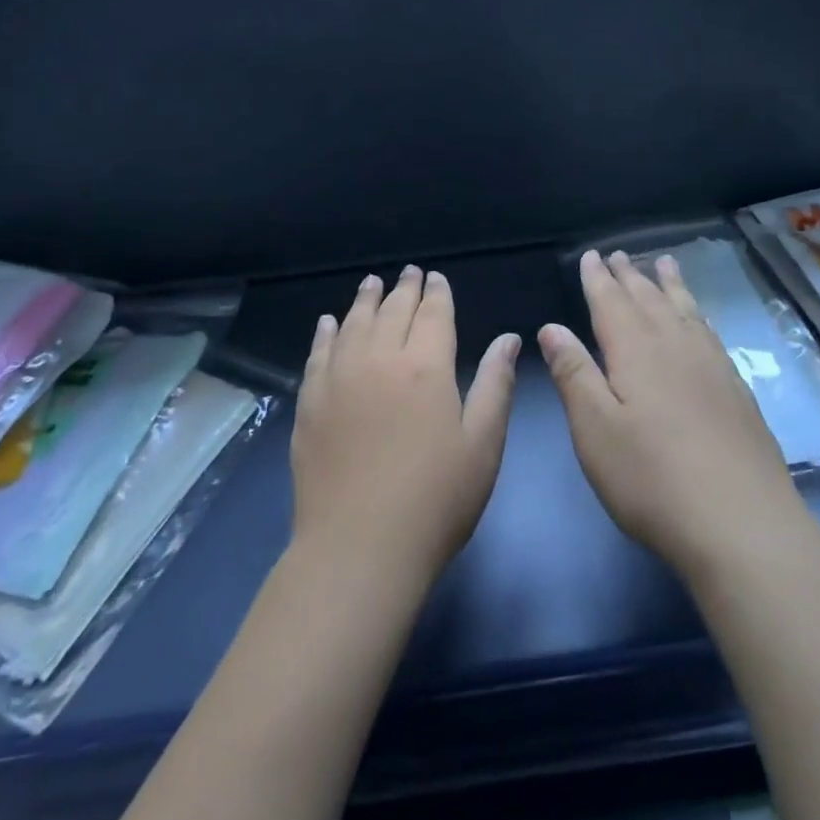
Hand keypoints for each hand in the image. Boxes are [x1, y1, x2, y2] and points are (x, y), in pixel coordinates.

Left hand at [292, 266, 520, 589]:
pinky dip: (325, 333)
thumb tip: (509, 337)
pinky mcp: (310, 403)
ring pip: (353, 324)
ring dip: (365, 300)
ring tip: (371, 283)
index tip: (436, 278)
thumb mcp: (483, 443)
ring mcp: (339, 379)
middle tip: (408, 272)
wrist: (360, 546)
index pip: (432, 314)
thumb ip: (494, 384)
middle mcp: (379, 360)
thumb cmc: (436, 499)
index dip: (437, 293)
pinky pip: (318, 354)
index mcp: (426, 367)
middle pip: (392, 311)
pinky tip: (329, 323)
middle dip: (404, 289)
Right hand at [540, 250, 799, 581]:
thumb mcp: (594, 429)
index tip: (592, 254)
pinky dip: (698, 314)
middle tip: (620, 254)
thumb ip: (574, 373)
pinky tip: (700, 322)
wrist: (742, 523)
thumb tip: (552, 327)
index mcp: (636, 352)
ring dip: (670, 285)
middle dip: (631, 276)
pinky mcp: (737, 391)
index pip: (612, 303)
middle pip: (650, 300)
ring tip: (665, 263)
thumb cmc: (651, 478)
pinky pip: (711, 333)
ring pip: (686, 311)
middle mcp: (676, 347)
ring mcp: (712, 367)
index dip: (599, 278)